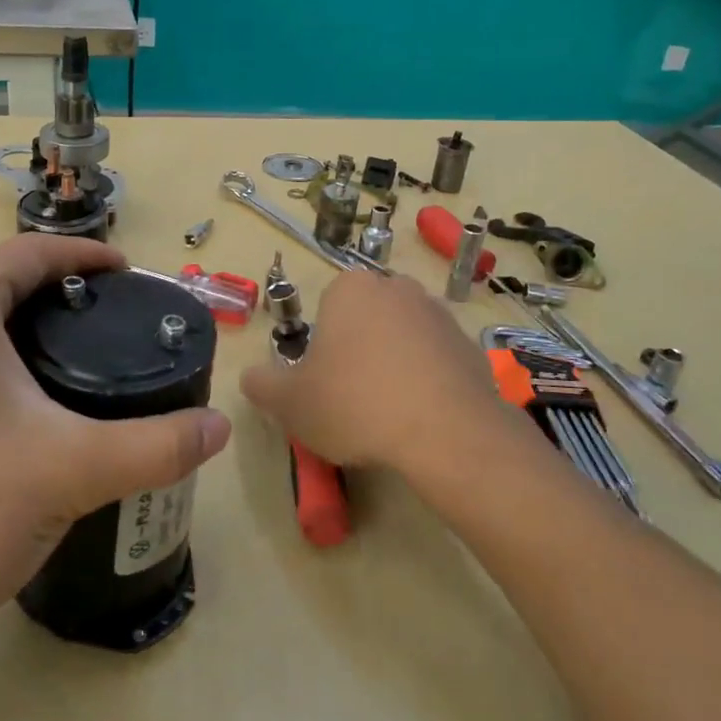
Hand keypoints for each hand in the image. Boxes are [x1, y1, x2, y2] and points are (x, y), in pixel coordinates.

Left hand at [0, 235, 231, 654]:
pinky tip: (28, 412)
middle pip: (7, 281)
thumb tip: (219, 428)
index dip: (90, 259)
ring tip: (85, 368)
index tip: (134, 279)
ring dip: (30, 331)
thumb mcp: (67, 471)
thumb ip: (154, 446)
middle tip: (120, 330)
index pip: (34, 251)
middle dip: (65, 297)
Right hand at [239, 270, 521, 489]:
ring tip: (388, 412)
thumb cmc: (355, 404)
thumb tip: (250, 377)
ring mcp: (439, 313)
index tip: (324, 382)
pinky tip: (421, 416)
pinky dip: (427, 380)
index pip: (327, 308)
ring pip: (402, 336)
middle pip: (366, 319)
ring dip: (394, 363)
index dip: (322, 346)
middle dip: (358, 349)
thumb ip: (262, 385)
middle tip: (351, 397)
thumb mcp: (290, 402)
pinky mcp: (470, 344)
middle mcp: (396, 288)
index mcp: (351, 288)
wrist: (445, 432)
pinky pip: (436, 359)